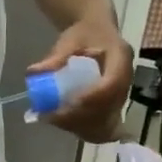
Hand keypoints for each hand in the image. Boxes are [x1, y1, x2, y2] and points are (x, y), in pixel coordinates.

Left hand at [31, 20, 132, 141]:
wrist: (97, 32)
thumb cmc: (84, 34)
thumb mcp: (69, 39)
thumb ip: (56, 56)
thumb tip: (34, 72)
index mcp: (121, 57)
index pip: (112, 83)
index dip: (92, 97)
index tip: (67, 104)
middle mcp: (126, 79)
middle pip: (109, 107)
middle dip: (80, 116)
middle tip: (51, 116)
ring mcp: (122, 95)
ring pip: (106, 121)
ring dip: (80, 125)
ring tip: (53, 120)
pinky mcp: (113, 106)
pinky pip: (103, 126)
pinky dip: (84, 129)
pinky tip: (63, 124)